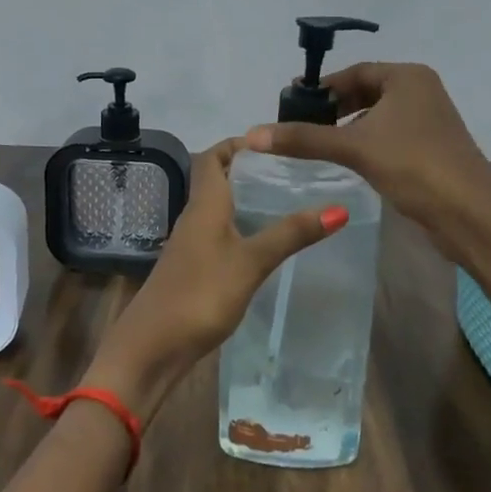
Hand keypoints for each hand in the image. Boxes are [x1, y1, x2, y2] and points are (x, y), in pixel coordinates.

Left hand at [82, 137, 346, 420]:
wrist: (152, 347)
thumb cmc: (200, 294)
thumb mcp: (251, 262)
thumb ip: (291, 234)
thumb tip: (339, 208)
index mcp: (204, 204)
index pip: (213, 157)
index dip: (237, 144)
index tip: (273, 143)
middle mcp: (194, 217)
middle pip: (217, 180)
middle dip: (249, 171)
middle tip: (291, 172)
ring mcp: (191, 245)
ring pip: (219, 209)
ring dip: (246, 200)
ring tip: (286, 202)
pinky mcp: (193, 269)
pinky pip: (219, 235)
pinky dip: (241, 228)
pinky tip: (264, 244)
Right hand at [245, 62, 490, 260]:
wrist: (470, 214)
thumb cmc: (413, 166)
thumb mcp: (354, 147)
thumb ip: (304, 138)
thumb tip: (252, 134)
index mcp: (407, 77)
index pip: (355, 72)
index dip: (322, 86)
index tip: (292, 102)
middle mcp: (422, 91)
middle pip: (366, 91)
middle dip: (333, 107)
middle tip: (299, 124)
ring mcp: (430, 120)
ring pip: (378, 115)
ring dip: (349, 125)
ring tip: (317, 142)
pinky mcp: (432, 147)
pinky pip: (390, 134)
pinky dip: (367, 141)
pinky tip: (349, 159)